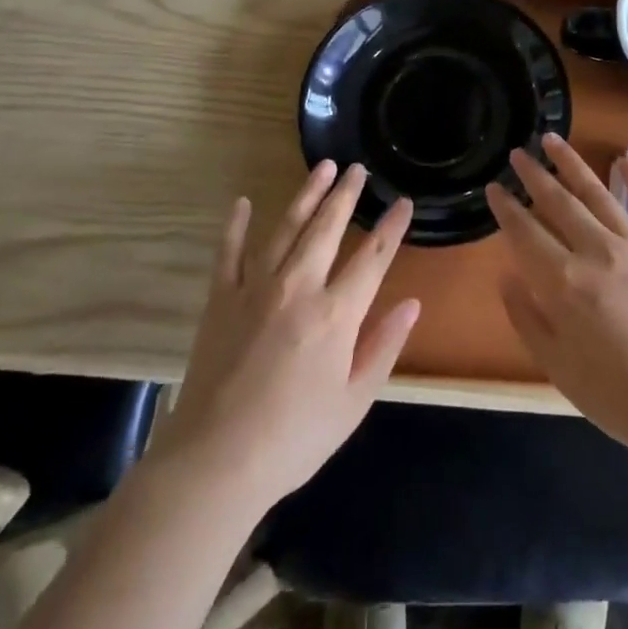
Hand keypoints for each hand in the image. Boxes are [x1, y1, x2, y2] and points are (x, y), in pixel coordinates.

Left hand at [148, 162, 419, 512]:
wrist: (215, 461)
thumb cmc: (294, 438)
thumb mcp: (354, 401)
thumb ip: (384, 346)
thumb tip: (412, 303)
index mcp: (335, 314)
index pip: (372, 259)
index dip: (391, 228)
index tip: (404, 202)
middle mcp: (298, 287)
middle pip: (327, 229)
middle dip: (346, 195)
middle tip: (358, 169)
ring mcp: (255, 288)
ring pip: (286, 227)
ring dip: (306, 195)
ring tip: (322, 168)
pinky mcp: (220, 298)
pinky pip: (229, 252)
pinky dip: (237, 225)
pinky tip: (244, 202)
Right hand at [486, 134, 627, 454]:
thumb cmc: (617, 396)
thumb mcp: (557, 367)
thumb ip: (527, 318)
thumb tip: (508, 277)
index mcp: (564, 282)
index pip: (525, 232)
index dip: (506, 207)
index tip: (494, 187)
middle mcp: (597, 252)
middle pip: (558, 202)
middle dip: (534, 175)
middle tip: (518, 153)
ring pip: (598, 193)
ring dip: (573, 164)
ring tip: (553, 140)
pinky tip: (625, 159)